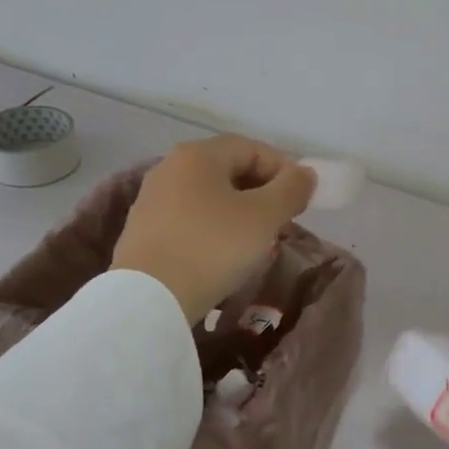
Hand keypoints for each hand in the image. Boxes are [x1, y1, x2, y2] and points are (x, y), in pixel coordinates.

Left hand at [111, 136, 315, 322]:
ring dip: (240, 212)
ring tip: (258, 241)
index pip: (253, 148)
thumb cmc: (213, 247)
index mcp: (198, 155)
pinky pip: (191, 219)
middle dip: (263, 192)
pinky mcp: (143, 231)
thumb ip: (291, 189)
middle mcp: (170, 167)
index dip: (284, 170)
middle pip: (229, 170)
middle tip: (283, 220)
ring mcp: (152, 199)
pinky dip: (214, 229)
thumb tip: (305, 174)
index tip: (302, 200)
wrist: (149, 299)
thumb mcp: (264, 217)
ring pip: (210, 196)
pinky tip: (224, 255)